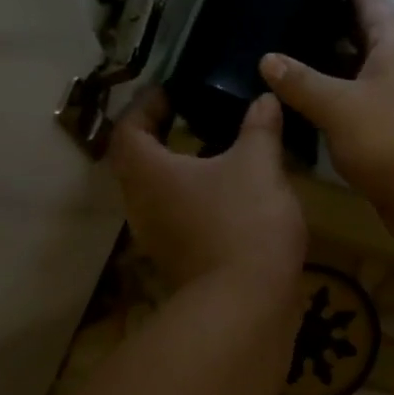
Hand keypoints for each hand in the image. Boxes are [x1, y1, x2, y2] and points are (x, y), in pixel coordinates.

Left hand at [107, 88, 306, 293]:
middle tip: (188, 117)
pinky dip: (192, 198)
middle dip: (158, 137)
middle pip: (136, 163)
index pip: (128, 128)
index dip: (145, 105)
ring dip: (177, 170)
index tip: (170, 92)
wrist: (247, 302)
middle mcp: (142, 204)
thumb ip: (259, 127)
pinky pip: (176, 217)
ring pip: (157, 193)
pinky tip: (226, 193)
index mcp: (149, 172)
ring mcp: (157, 237)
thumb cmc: (244, 222)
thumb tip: (265, 99)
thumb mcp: (258, 164)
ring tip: (212, 152)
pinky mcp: (178, 259)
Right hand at [259, 0, 393, 230]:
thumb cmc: (393, 139)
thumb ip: (301, 82)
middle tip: (288, 19)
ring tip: (289, 60)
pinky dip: (339, 104)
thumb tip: (267, 59)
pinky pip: (363, 108)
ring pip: (363, 76)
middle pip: (366, 37)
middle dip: (332, 28)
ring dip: (332, 71)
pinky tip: (309, 108)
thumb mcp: (339, 106)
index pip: (371, 1)